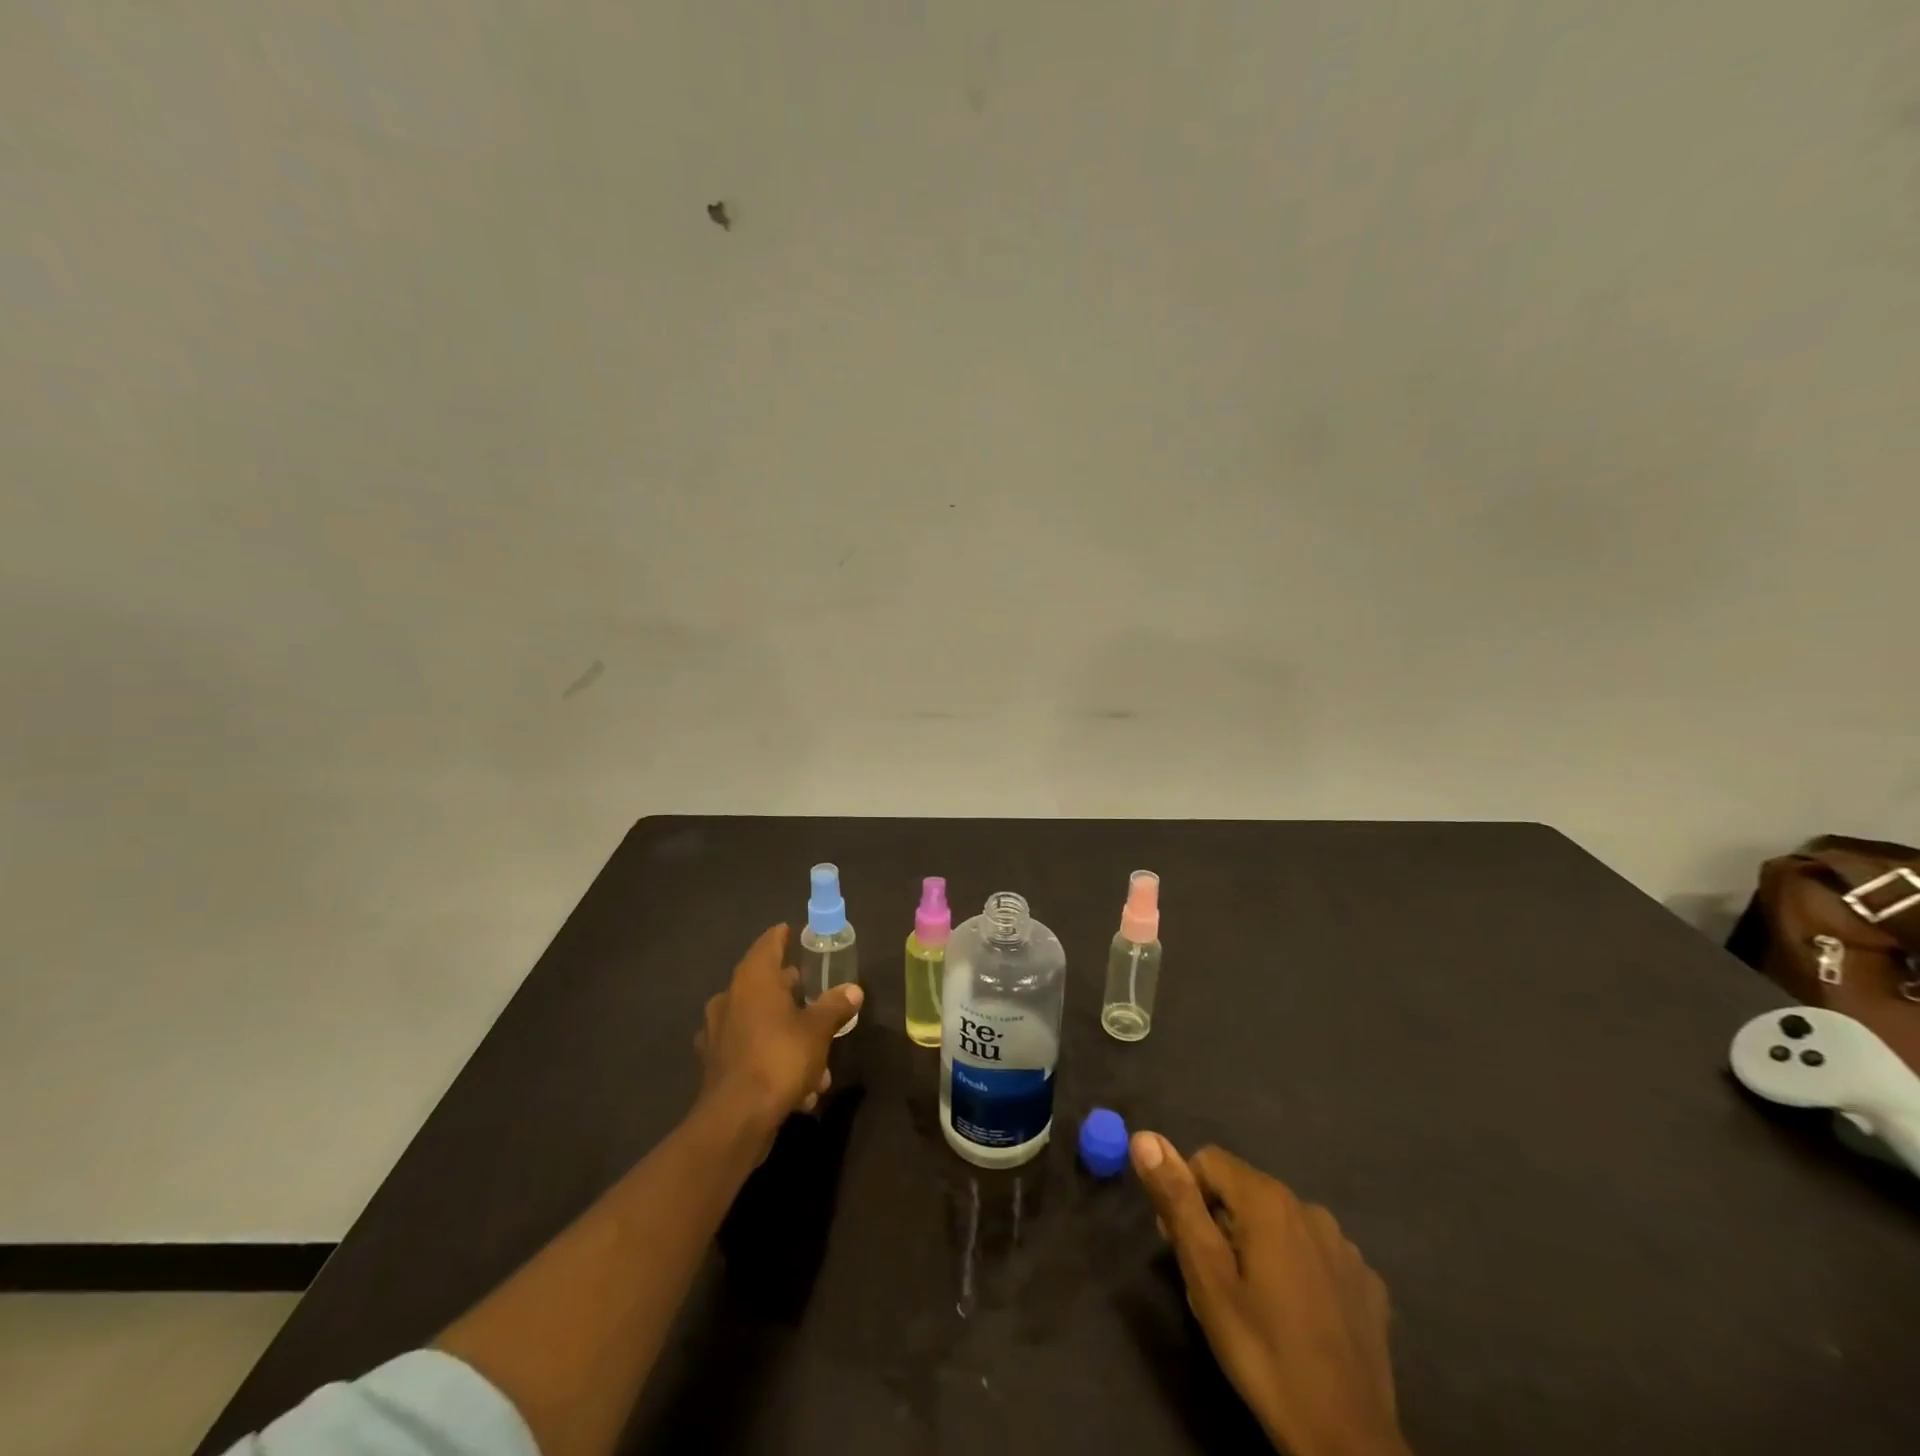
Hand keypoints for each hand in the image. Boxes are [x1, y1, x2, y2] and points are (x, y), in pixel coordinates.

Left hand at [696, 924, 861, 1135]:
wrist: (736, 1119)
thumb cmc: (779, 1058)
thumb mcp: (818, 1030)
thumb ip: (835, 1006)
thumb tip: (853, 990)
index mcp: (753, 980)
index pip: (768, 944)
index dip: (782, 937)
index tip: (794, 932)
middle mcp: (730, 999)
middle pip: (762, 982)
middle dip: (788, 988)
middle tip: (811, 989)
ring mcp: (718, 1033)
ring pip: (758, 1021)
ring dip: (784, 1031)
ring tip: (816, 1052)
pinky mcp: (715, 1065)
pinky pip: (750, 1051)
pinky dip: (771, 1058)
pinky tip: (799, 1086)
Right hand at [1132, 1133, 1409, 1455]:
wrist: (1348, 1442)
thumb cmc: (1264, 1352)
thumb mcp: (1206, 1277)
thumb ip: (1177, 1201)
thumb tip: (1145, 1137)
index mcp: (1268, 1200)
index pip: (1208, 1161)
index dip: (1186, 1196)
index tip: (1181, 1246)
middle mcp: (1309, 1208)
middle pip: (1244, 1192)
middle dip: (1220, 1224)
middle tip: (1211, 1285)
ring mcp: (1345, 1247)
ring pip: (1281, 1225)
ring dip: (1258, 1248)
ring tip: (1252, 1307)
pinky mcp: (1367, 1284)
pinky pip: (1316, 1256)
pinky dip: (1297, 1272)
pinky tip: (1297, 1319)